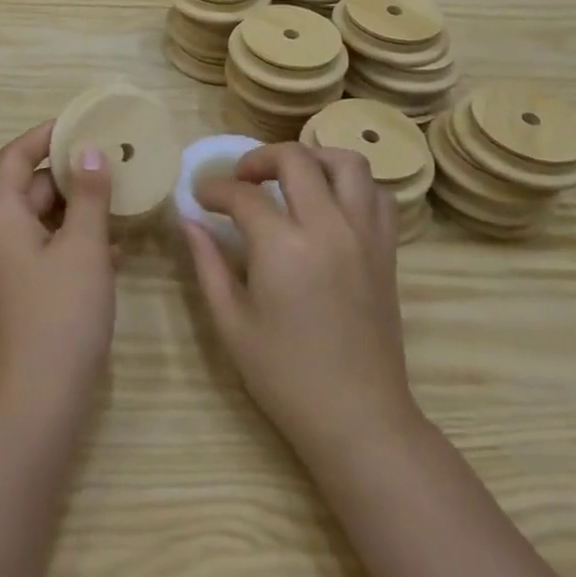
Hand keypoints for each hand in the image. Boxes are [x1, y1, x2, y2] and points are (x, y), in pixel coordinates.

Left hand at [0, 122, 116, 423]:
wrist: (37, 405)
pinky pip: (47, 251)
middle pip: (30, 188)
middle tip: (114, 161)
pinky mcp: (21, 295)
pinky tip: (114, 249)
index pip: (15, 157)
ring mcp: (6, 269)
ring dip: (78, 209)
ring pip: (42, 221)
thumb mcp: (84, 248)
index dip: (45, 136)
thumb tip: (90, 151)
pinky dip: (75, 242)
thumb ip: (89, 195)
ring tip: (120, 199)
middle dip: (70, 174)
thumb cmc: (61, 315)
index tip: (82, 124)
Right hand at [187, 145, 416, 458]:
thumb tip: (189, 221)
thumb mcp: (231, 323)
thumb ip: (208, 264)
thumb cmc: (285, 377)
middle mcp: (328, 227)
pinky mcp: (387, 250)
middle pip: (295, 159)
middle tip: (240, 179)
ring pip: (346, 163)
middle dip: (259, 158)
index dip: (214, 189)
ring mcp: (364, 235)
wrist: (359, 418)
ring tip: (290, 178)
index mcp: (283, 247)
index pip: (243, 194)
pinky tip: (330, 203)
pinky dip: (353, 185)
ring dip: (313, 158)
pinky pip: (377, 194)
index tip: (201, 197)